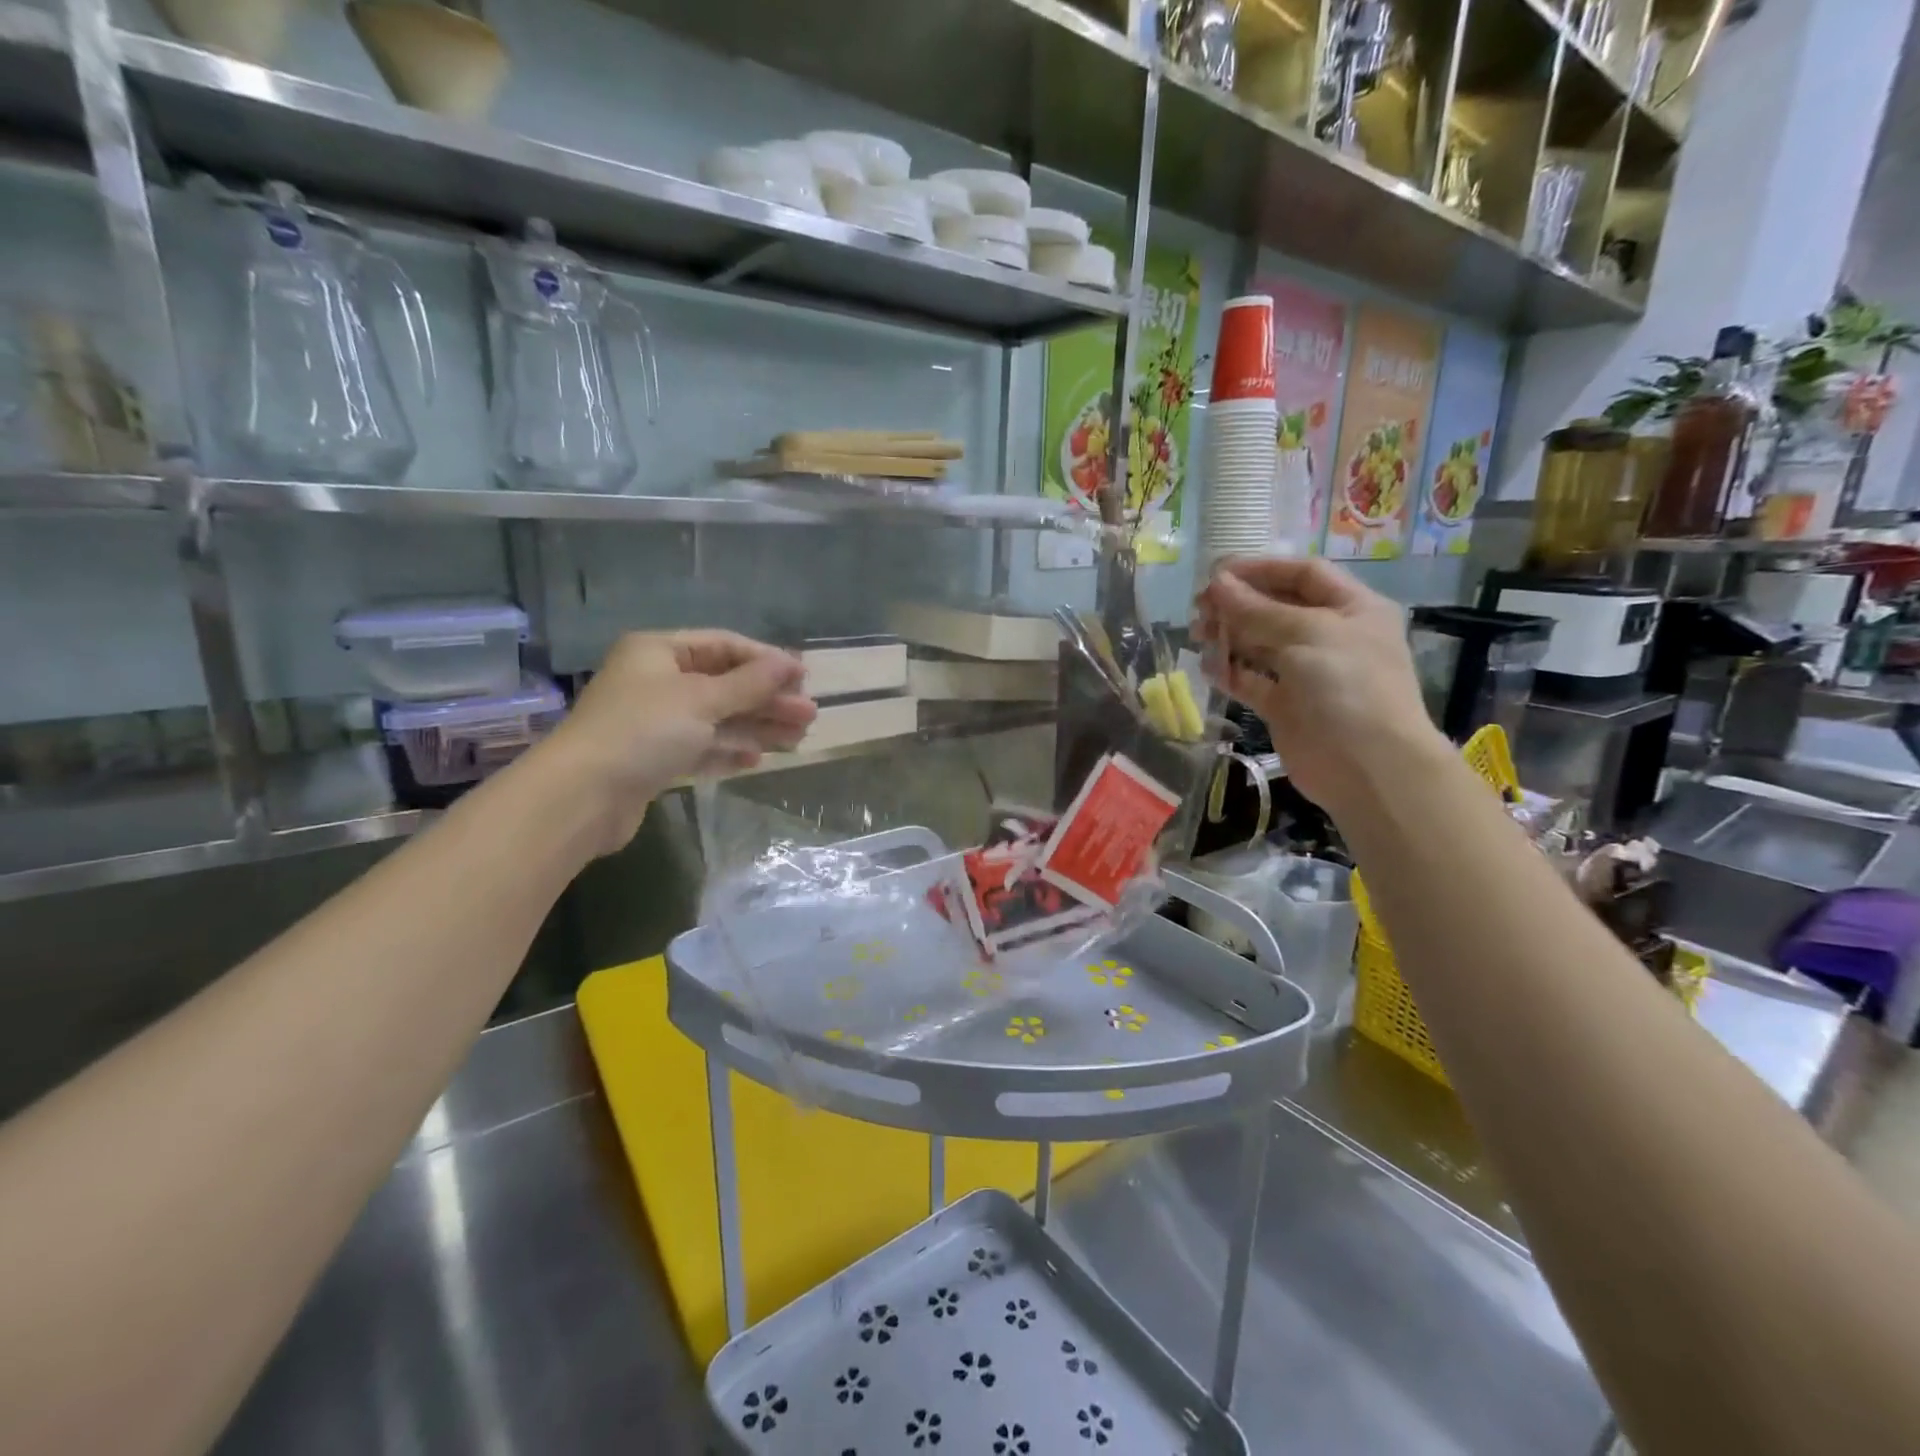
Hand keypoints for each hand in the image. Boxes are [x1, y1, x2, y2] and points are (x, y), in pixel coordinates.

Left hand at [537, 631, 815, 854]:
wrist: (582, 796)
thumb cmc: (644, 731)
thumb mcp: (702, 700)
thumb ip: (750, 682)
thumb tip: (791, 663)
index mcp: (659, 652)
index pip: (723, 646)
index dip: (766, 660)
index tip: (803, 677)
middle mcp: (656, 681)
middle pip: (724, 684)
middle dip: (767, 699)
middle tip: (809, 715)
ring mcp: (654, 722)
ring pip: (716, 718)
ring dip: (756, 726)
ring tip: (797, 739)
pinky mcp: (654, 759)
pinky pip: (701, 747)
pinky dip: (728, 750)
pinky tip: (757, 759)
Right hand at [1194, 557, 1445, 816]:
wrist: (1366, 767)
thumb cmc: (1348, 686)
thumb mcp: (1306, 634)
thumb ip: (1257, 609)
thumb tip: (1216, 583)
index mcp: (1351, 608)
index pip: (1302, 574)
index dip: (1260, 570)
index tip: (1217, 573)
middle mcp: (1330, 636)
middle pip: (1276, 608)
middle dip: (1238, 604)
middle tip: (1199, 608)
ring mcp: (1307, 673)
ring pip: (1260, 644)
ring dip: (1229, 636)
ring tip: (1199, 636)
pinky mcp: (1286, 705)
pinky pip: (1252, 680)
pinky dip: (1230, 673)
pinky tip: (1209, 668)